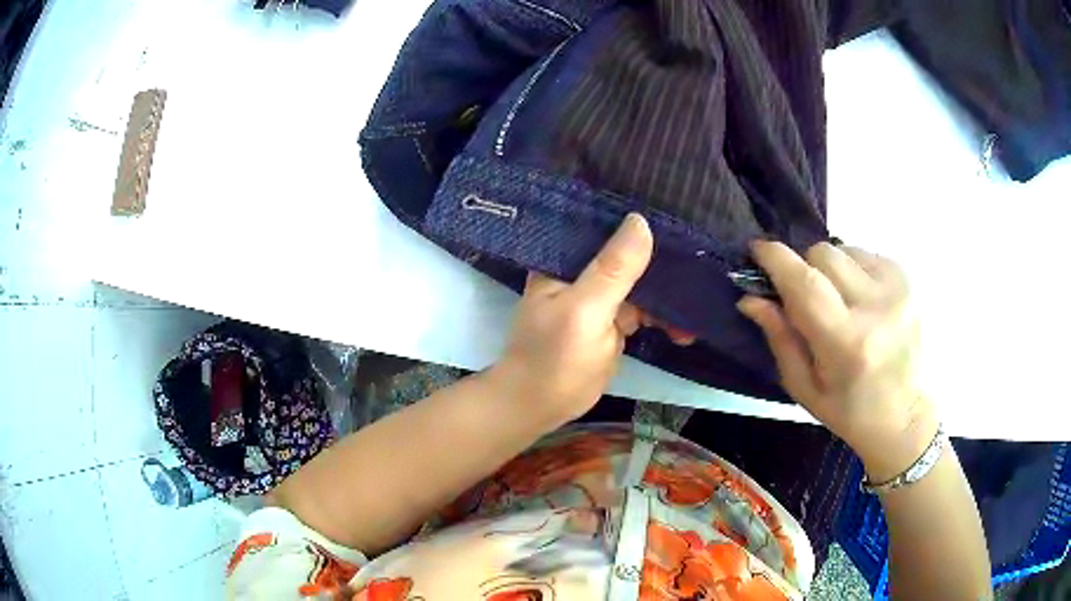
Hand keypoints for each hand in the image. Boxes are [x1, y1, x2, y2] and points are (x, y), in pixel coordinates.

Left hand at [493, 213, 686, 423]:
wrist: (540, 406)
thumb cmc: (554, 357)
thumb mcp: (585, 311)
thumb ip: (613, 269)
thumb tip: (642, 221)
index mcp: (566, 259)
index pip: (606, 226)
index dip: (640, 223)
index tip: (677, 224)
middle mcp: (583, 272)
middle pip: (629, 255)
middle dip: (663, 265)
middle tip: (699, 271)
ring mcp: (599, 298)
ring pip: (641, 284)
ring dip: (668, 298)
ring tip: (696, 314)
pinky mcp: (611, 322)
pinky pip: (643, 310)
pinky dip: (663, 319)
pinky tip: (683, 332)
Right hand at [738, 241, 937, 481]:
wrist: (904, 414)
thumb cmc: (849, 410)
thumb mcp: (804, 387)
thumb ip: (779, 337)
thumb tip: (750, 297)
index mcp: (846, 344)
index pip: (805, 284)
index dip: (776, 259)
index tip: (756, 250)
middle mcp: (876, 308)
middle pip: (823, 254)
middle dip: (804, 268)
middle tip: (805, 296)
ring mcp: (897, 289)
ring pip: (844, 249)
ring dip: (830, 269)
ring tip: (838, 300)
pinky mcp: (907, 280)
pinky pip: (865, 254)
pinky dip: (852, 269)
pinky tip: (859, 298)